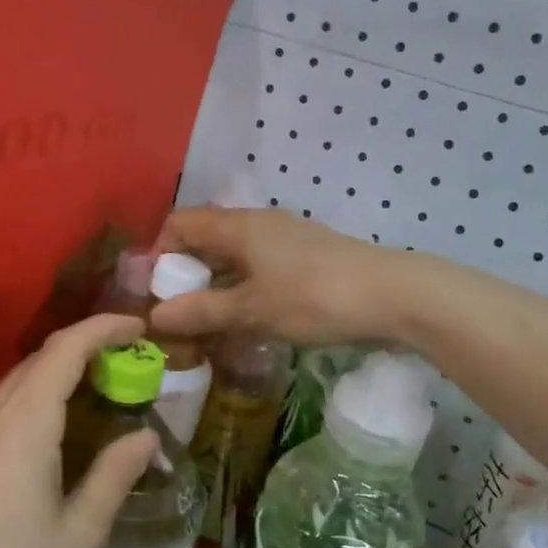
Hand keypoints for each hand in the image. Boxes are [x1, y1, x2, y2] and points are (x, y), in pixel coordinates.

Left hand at [0, 314, 158, 547]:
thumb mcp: (79, 536)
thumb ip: (114, 475)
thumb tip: (144, 438)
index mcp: (20, 426)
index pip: (64, 349)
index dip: (103, 328)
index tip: (138, 328)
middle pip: (35, 363)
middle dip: (82, 354)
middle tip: (125, 371)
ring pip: (9, 388)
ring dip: (52, 381)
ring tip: (90, 402)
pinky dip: (25, 408)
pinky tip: (42, 442)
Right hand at [150, 207, 403, 346]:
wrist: (393, 295)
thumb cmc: (314, 297)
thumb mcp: (253, 310)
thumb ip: (203, 312)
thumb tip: (155, 316)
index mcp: (239, 226)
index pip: (181, 223)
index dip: (159, 252)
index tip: (153, 291)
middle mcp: (259, 223)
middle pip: (207, 239)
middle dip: (186, 274)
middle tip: (177, 314)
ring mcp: (286, 239)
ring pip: (235, 257)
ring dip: (216, 286)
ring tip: (207, 324)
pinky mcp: (307, 258)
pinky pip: (260, 268)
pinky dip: (244, 290)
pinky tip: (248, 321)